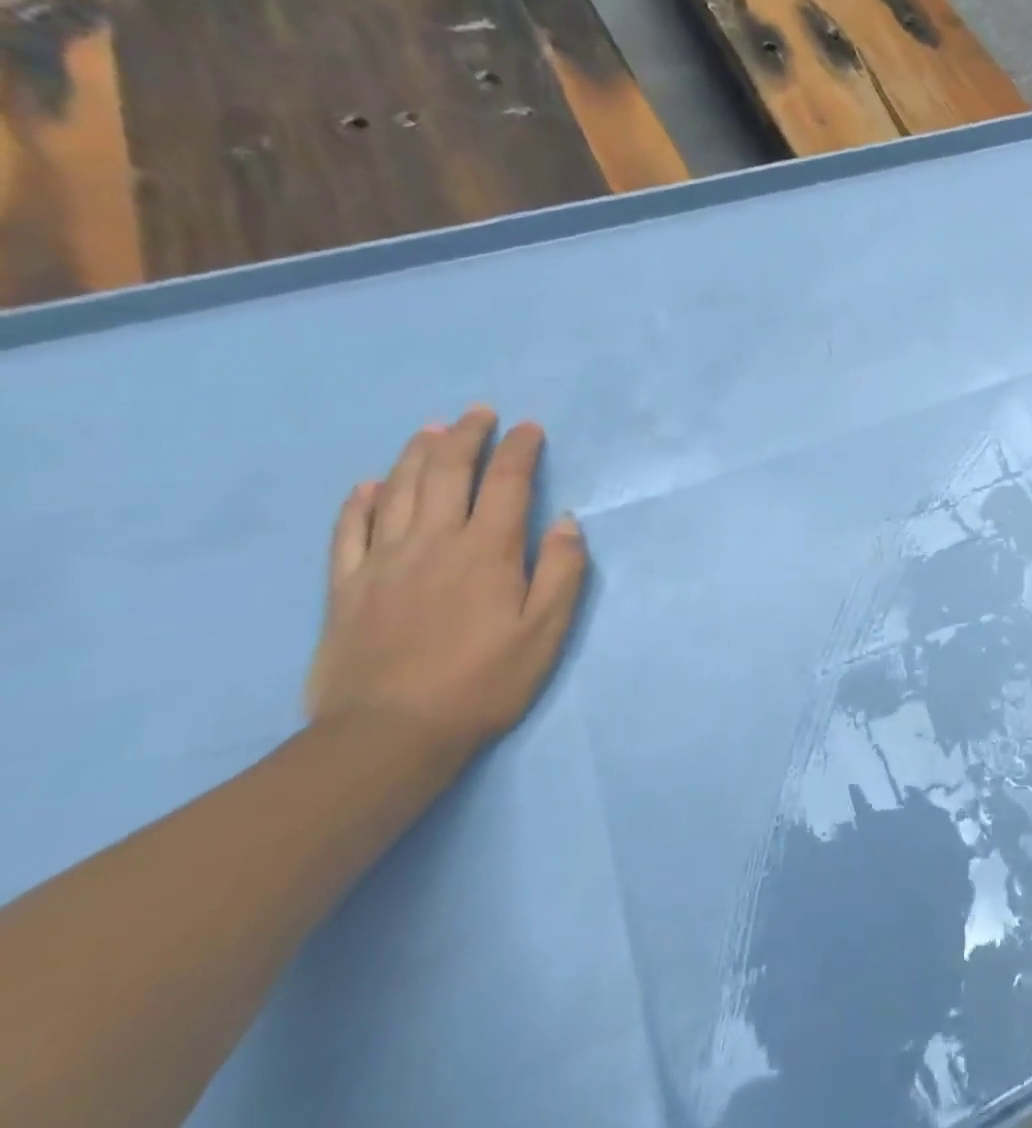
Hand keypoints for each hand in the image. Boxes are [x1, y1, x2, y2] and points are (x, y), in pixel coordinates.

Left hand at [305, 408, 587, 757]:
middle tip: (479, 413)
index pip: (508, 482)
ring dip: (417, 453)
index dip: (520, 449)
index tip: (530, 428)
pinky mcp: (345, 587)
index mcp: (487, 550)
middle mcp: (434, 541)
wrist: (388, 737)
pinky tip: (369, 485)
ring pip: (399, 489)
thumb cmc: (482, 683)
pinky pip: (349, 530)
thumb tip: (566, 521)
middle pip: (448, 472)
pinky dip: (360, 501)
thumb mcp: (545, 633)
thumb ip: (562, 571)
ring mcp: (383, 561)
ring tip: (431, 429)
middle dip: (467, 435)